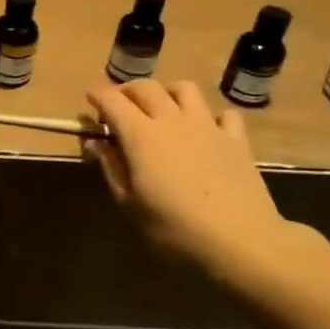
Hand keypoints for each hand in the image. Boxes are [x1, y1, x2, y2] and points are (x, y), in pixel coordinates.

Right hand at [85, 79, 299, 283]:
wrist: (240, 241)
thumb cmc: (174, 229)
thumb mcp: (129, 204)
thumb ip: (110, 168)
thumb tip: (94, 142)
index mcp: (141, 135)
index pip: (112, 100)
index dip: (97, 96)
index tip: (89, 101)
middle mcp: (172, 120)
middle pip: (146, 87)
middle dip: (127, 91)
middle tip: (119, 106)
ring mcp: (208, 126)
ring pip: (184, 89)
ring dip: (167, 92)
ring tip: (161, 108)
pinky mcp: (236, 139)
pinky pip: (223, 113)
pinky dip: (210, 115)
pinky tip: (206, 130)